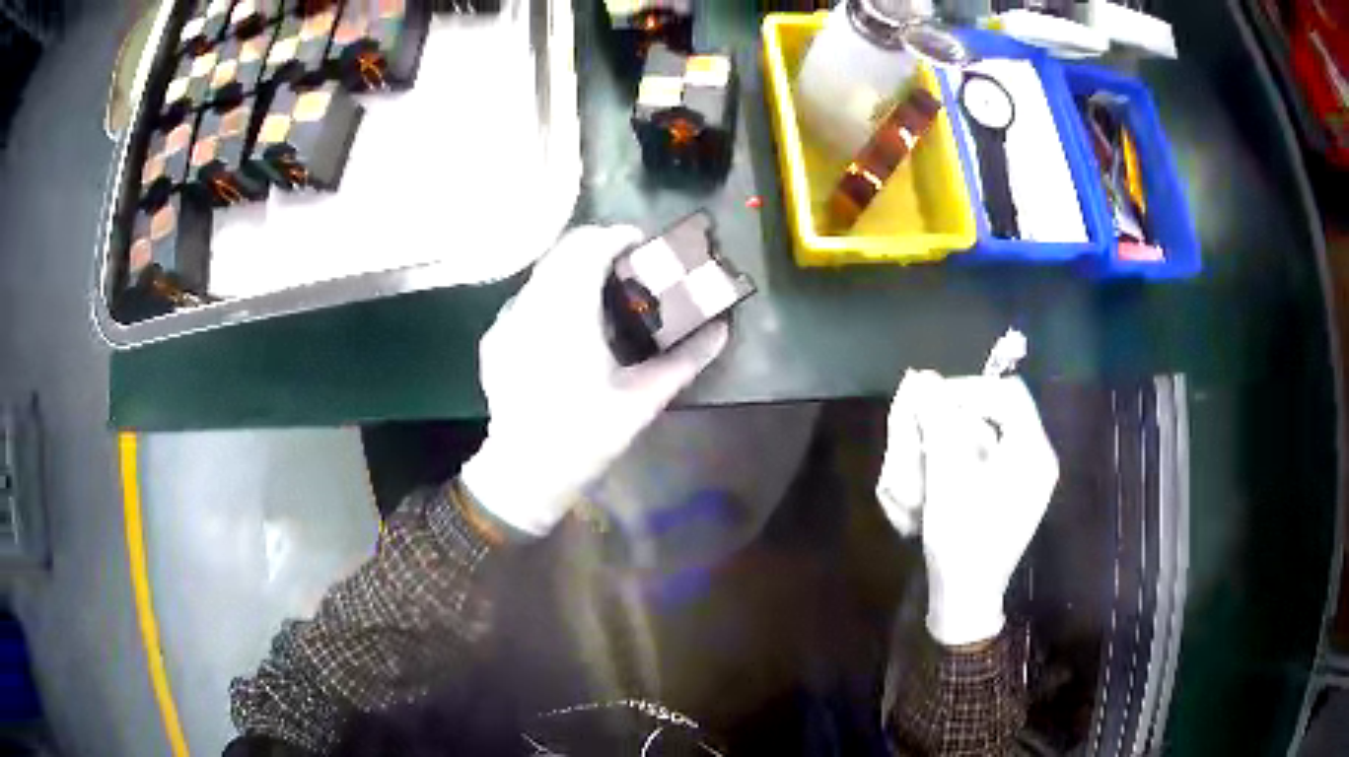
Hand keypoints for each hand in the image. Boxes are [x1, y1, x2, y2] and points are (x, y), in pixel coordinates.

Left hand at [461, 225, 729, 535]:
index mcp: (567, 315)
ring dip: (574, 268)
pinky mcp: (495, 335)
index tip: (642, 244)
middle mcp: (531, 306)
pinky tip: (568, 325)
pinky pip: (528, 296)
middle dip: (598, 246)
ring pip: (543, 270)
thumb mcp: (643, 401)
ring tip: (601, 293)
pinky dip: (553, 293)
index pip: (589, 247)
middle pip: (563, 249)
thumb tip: (722, 330)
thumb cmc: (587, 437)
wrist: (526, 472)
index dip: (618, 235)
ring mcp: (507, 319)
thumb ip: (686, 359)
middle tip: (628, 266)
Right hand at [876, 371, 1058, 645]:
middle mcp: (1036, 459)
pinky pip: (987, 458)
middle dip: (956, 415)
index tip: (929, 401)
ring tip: (923, 453)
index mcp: (1032, 452)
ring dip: (954, 436)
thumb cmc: (962, 540)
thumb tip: (924, 379)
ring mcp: (1026, 479)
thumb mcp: (947, 479)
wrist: (967, 600)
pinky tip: (937, 475)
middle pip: (998, 413)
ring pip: (989, 435)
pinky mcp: (1011, 495)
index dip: (966, 389)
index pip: (1006, 393)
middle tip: (922, 428)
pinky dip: (960, 457)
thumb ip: (939, 423)